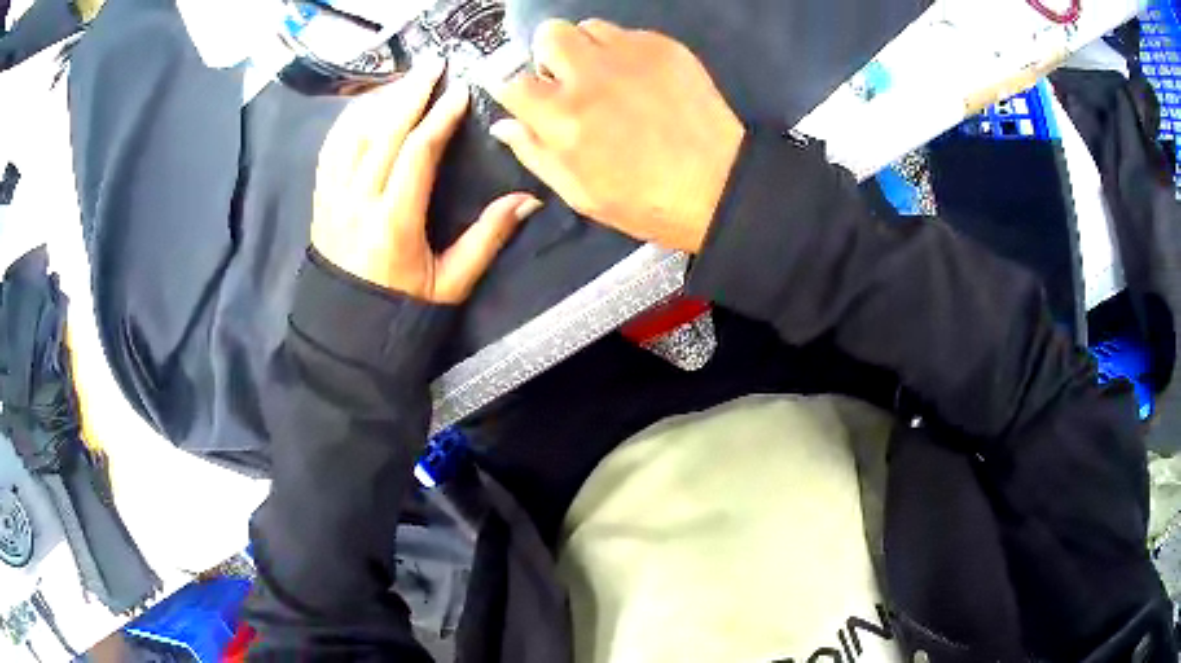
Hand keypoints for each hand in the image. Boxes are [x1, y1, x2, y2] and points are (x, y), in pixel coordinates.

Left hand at [312, 59, 542, 302]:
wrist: (347, 332)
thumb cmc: (402, 308)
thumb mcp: (452, 282)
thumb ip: (487, 238)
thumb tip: (528, 200)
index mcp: (394, 223)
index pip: (417, 153)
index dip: (440, 117)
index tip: (460, 91)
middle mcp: (359, 202)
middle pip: (384, 132)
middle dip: (411, 93)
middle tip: (434, 65)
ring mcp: (334, 199)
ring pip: (354, 135)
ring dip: (381, 101)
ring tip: (405, 80)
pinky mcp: (322, 201)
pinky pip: (331, 150)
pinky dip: (349, 122)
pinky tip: (366, 106)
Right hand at [488, 20, 743, 253]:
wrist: (720, 188)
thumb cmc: (645, 201)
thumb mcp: (579, 193)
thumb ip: (535, 153)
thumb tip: (504, 124)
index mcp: (562, 118)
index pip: (511, 80)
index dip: (515, 89)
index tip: (527, 99)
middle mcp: (590, 76)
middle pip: (548, 35)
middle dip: (550, 56)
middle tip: (569, 82)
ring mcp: (630, 55)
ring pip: (588, 27)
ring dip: (587, 49)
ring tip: (608, 78)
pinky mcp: (665, 48)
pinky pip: (628, 34)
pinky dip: (625, 52)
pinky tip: (642, 80)